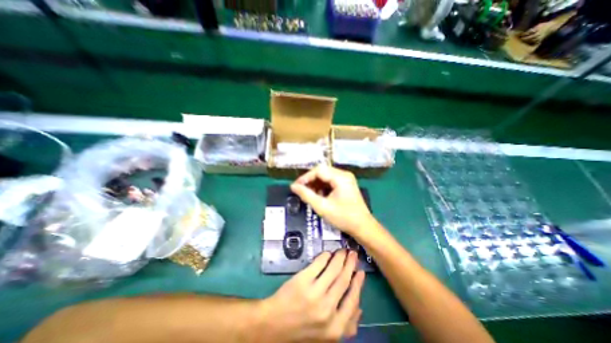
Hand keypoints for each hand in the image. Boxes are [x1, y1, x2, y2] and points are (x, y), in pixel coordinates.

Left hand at [256, 249, 361, 342]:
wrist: (274, 325)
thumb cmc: (302, 329)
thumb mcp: (328, 335)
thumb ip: (346, 325)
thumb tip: (360, 308)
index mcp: (336, 327)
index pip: (353, 299)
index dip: (358, 283)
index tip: (361, 271)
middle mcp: (327, 309)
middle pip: (343, 280)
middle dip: (350, 264)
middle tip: (353, 254)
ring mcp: (314, 293)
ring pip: (333, 270)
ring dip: (340, 257)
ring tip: (342, 251)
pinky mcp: (302, 280)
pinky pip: (318, 264)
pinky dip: (325, 256)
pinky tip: (328, 253)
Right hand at [289, 166, 371, 238]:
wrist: (363, 227)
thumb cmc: (343, 217)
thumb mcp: (322, 207)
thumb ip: (306, 195)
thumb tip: (293, 186)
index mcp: (340, 177)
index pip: (318, 170)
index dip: (305, 177)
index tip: (296, 186)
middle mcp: (344, 174)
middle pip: (322, 171)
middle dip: (310, 180)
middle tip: (300, 190)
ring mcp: (346, 179)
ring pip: (326, 176)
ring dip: (316, 184)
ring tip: (308, 194)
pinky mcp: (346, 184)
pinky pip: (330, 181)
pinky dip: (322, 187)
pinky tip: (318, 195)